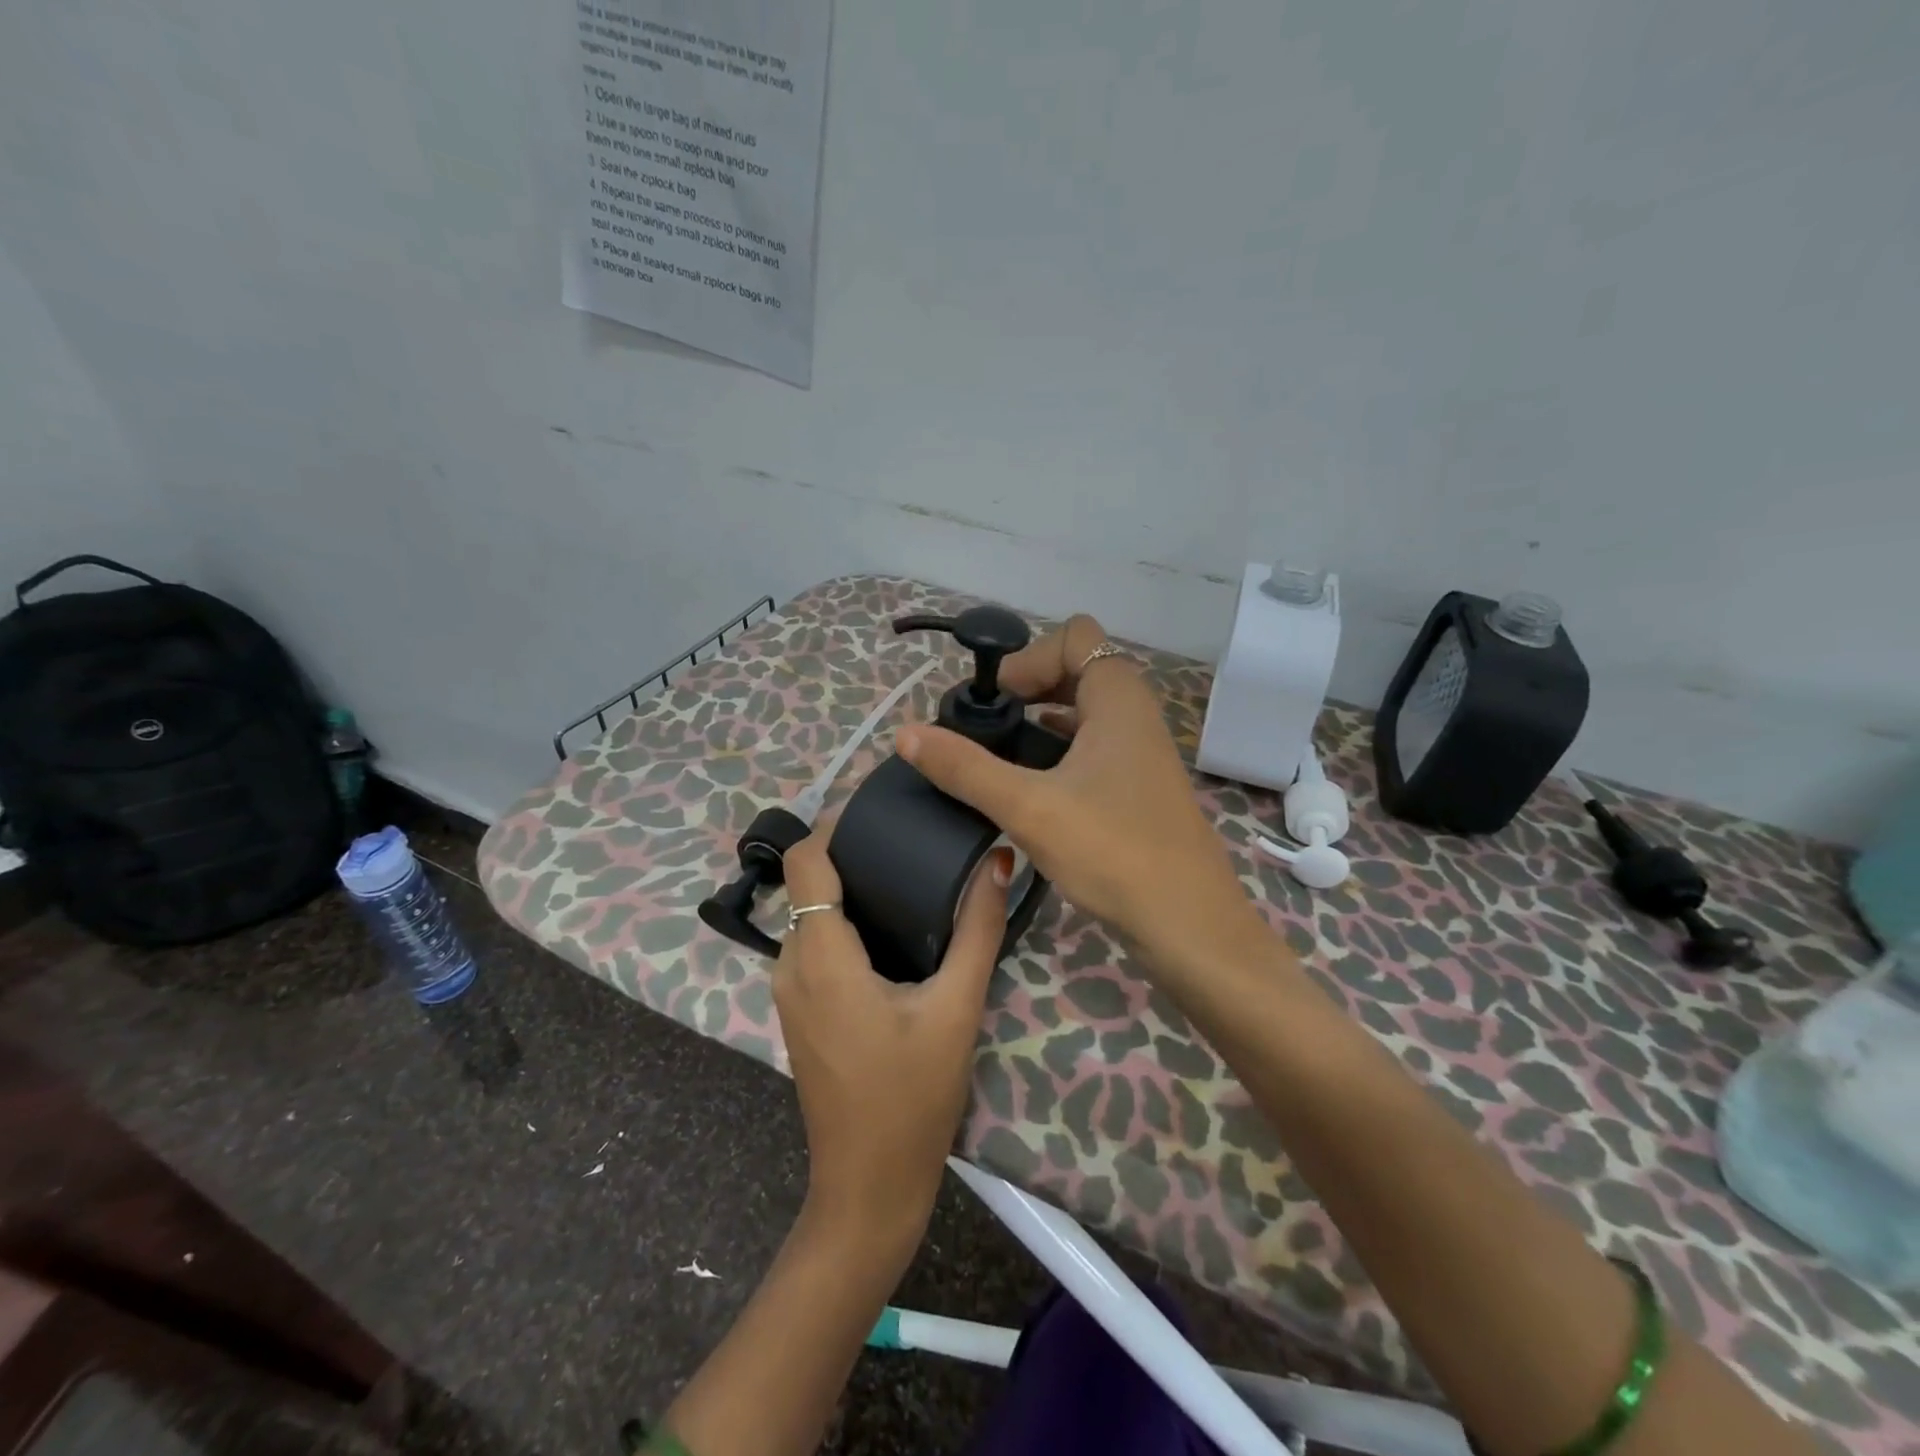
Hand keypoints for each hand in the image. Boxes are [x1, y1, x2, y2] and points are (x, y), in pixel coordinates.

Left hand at [773, 830, 1012, 1249]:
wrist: (868, 1189)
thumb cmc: (912, 1098)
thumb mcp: (956, 1008)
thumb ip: (977, 930)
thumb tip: (998, 862)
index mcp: (821, 955)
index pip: (805, 861)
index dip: (835, 825)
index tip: (882, 811)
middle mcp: (791, 964)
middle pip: (808, 882)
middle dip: (850, 853)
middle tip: (909, 839)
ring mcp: (789, 992)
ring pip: (809, 914)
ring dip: (848, 889)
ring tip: (906, 875)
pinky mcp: (799, 1012)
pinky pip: (812, 944)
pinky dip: (842, 923)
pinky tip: (891, 928)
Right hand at [897, 614, 1258, 965]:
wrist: (1188, 925)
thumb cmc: (1113, 852)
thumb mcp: (1028, 807)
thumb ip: (965, 768)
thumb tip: (906, 734)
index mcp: (1119, 698)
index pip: (1074, 637)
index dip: (1028, 657)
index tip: (995, 701)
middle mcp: (1136, 715)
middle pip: (1078, 670)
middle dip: (1030, 686)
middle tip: (989, 725)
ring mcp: (1142, 753)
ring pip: (1086, 712)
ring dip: (1043, 720)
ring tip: (1001, 754)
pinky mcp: (1139, 788)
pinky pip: (1094, 747)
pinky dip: (1060, 751)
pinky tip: (1033, 787)